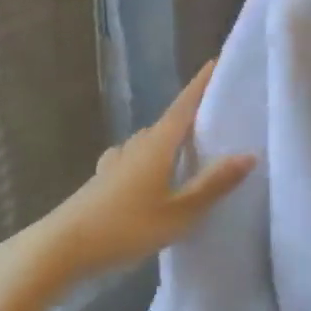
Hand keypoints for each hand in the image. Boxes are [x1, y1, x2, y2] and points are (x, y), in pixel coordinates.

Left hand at [39, 60, 254, 279]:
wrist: (61, 248)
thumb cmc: (125, 227)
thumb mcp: (179, 212)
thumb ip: (213, 184)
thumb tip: (249, 154)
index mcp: (157, 145)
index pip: (184, 105)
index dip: (201, 84)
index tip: (217, 62)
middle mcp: (136, 145)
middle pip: (169, 122)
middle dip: (192, 116)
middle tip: (220, 118)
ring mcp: (116, 161)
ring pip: (150, 142)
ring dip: (171, 140)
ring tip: (193, 150)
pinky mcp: (103, 180)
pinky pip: (135, 159)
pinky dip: (151, 160)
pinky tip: (150, 174)